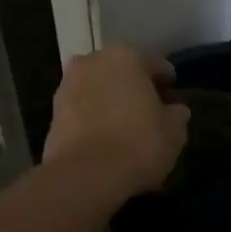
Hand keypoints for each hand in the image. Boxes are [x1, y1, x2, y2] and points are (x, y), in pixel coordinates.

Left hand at [42, 45, 189, 201]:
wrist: (84, 175)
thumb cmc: (137, 144)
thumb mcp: (174, 132)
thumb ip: (177, 114)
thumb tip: (175, 110)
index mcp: (126, 56)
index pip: (155, 64)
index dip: (167, 81)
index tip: (173, 97)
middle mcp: (93, 61)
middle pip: (122, 72)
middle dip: (134, 88)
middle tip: (149, 111)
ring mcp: (68, 85)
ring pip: (99, 89)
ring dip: (110, 102)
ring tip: (125, 127)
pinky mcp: (53, 112)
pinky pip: (82, 110)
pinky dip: (94, 119)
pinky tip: (105, 139)